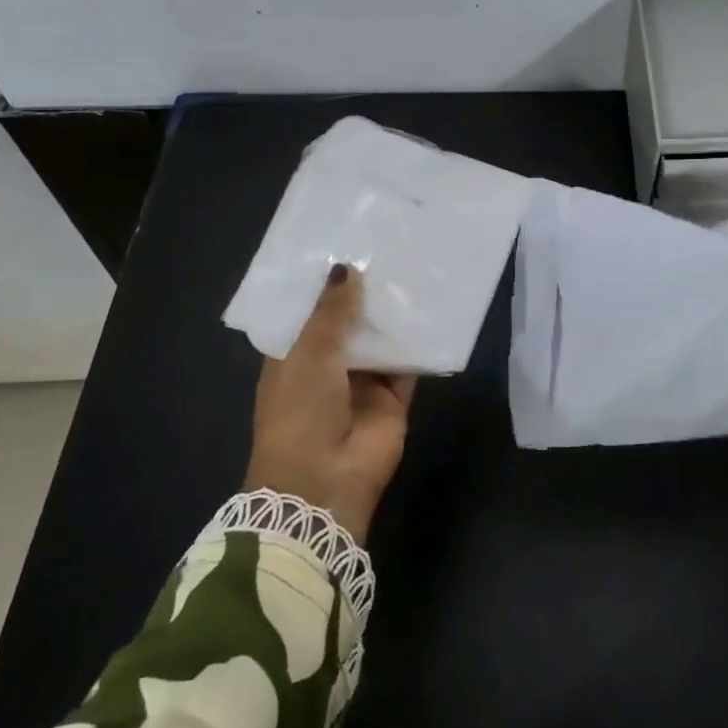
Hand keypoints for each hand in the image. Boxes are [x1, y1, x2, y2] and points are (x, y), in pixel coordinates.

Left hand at [246, 264, 415, 542]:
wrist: (324, 479)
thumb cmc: (300, 410)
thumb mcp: (309, 352)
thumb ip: (332, 310)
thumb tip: (346, 268)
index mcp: (294, 359)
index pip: (310, 316)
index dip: (326, 287)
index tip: (346, 248)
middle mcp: (328, 369)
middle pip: (350, 326)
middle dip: (365, 297)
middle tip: (388, 252)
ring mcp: (362, 386)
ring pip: (381, 343)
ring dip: (392, 317)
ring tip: (413, 272)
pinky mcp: (394, 401)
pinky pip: (409, 367)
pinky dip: (419, 345)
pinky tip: (433, 312)